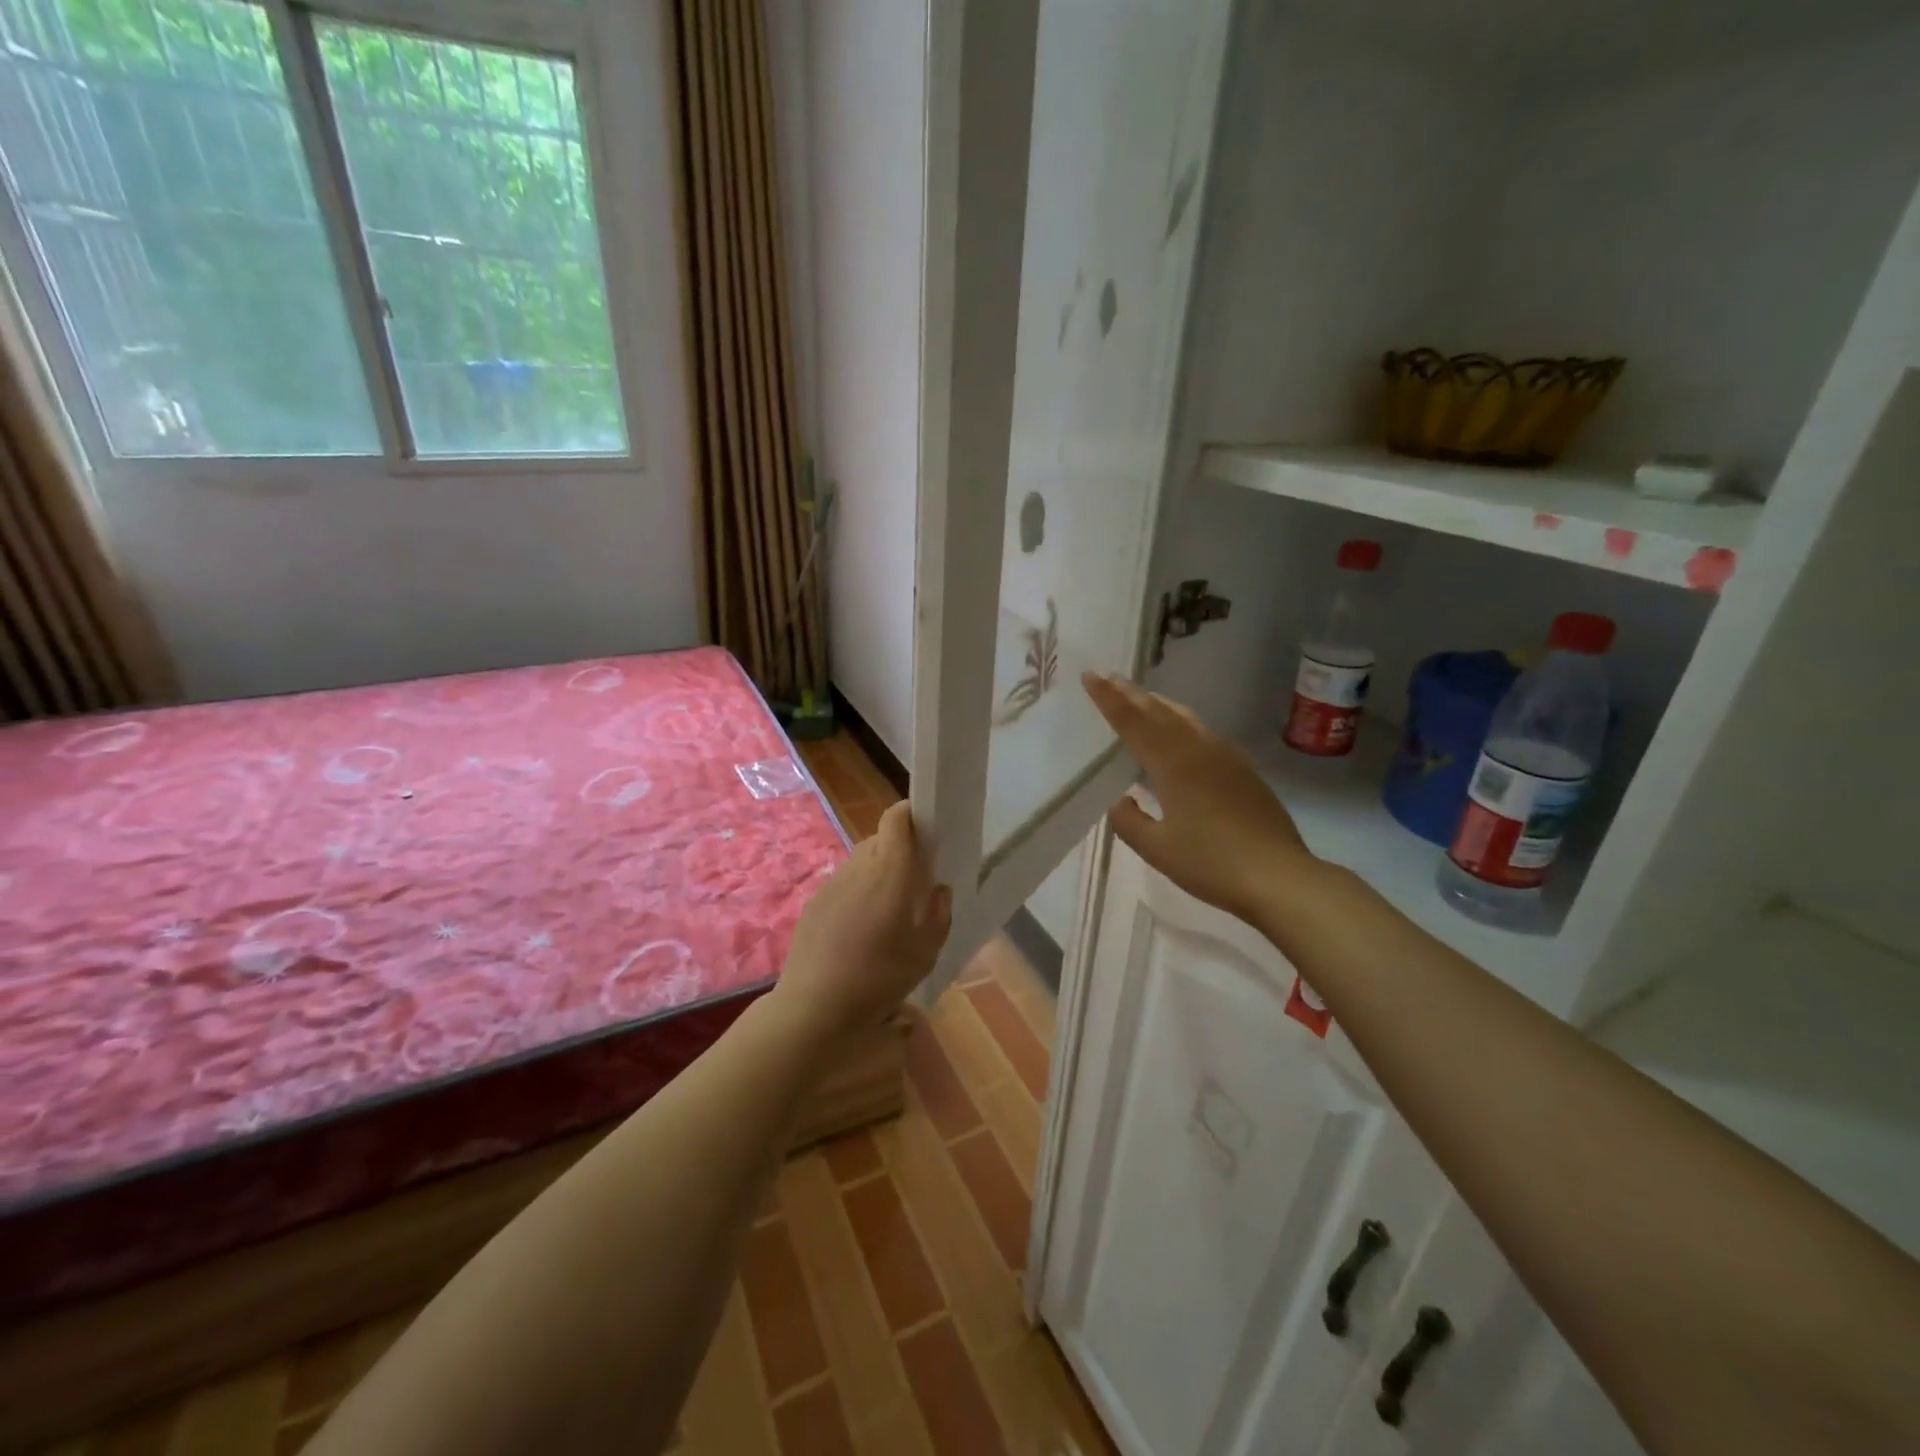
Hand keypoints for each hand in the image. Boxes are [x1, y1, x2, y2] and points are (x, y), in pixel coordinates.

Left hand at [775, 802, 952, 1040]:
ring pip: (861, 863)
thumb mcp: (926, 952)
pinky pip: (843, 885)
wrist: (815, 1005)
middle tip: (914, 880)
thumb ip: (939, 914)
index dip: (910, 814)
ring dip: (877, 874)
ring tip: (887, 911)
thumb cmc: (880, 976)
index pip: (896, 818)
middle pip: (880, 839)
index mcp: (891, 870)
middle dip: (899, 850)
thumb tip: (938, 890)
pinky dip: (856, 894)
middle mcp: (860, 866)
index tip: (926, 828)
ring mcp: (833, 883)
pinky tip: (859, 931)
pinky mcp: (815, 902)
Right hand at [1084, 672, 1318, 925]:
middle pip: (1160, 712)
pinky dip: (1182, 724)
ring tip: (1142, 698)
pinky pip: (1204, 734)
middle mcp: (1199, 750)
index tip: (1090, 675)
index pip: (1132, 722)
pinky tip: (1182, 735)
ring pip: (1186, 719)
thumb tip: (1121, 800)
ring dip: (1159, 705)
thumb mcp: (1157, 849)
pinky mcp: (1244, 770)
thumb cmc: (1211, 863)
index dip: (1108, 699)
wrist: (1279, 877)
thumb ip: (1129, 821)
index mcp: (1173, 764)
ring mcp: (1226, 757)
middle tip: (1111, 677)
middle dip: (1132, 694)